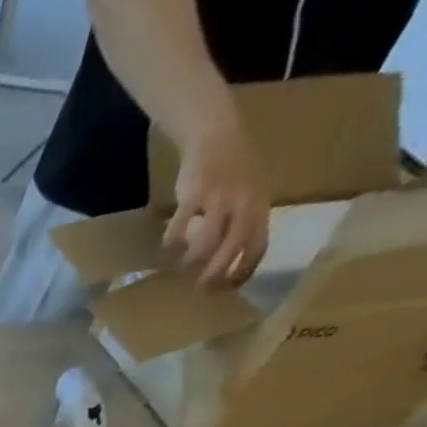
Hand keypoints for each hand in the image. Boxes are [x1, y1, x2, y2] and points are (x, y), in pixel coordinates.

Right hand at [165, 115, 269, 288]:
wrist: (216, 136)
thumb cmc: (231, 169)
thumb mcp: (246, 194)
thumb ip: (239, 223)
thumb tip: (224, 257)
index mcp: (258, 205)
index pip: (257, 246)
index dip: (243, 271)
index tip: (226, 289)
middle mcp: (243, 203)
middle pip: (232, 249)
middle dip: (215, 274)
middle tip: (199, 289)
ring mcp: (218, 198)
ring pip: (206, 242)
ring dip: (191, 260)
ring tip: (181, 267)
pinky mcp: (194, 194)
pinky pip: (180, 227)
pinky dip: (172, 241)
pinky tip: (167, 246)